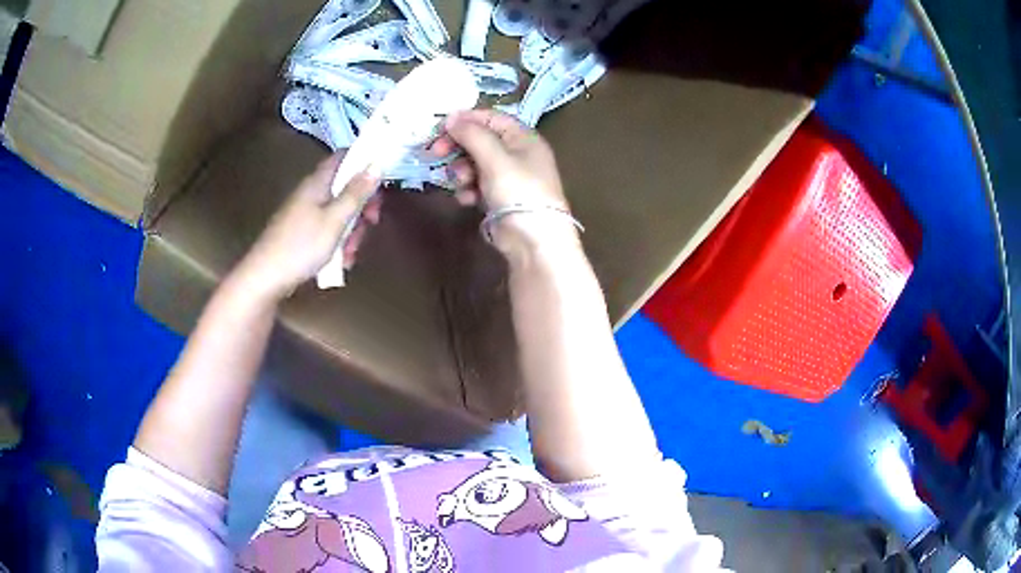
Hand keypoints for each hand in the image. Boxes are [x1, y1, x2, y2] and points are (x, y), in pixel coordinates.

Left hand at [233, 154, 381, 301]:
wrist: (265, 278)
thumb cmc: (301, 247)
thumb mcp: (335, 220)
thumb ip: (356, 193)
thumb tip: (376, 164)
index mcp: (317, 183)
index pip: (344, 157)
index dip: (364, 163)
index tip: (380, 182)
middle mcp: (311, 193)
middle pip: (345, 188)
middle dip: (362, 206)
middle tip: (371, 223)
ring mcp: (305, 214)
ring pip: (339, 213)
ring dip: (351, 231)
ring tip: (350, 253)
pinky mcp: (302, 233)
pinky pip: (328, 230)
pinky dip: (338, 242)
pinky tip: (340, 261)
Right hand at [430, 110, 578, 256]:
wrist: (533, 240)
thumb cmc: (519, 192)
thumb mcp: (495, 158)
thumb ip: (472, 135)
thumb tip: (451, 117)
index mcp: (523, 138)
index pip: (491, 118)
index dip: (466, 119)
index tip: (440, 127)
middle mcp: (517, 154)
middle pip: (480, 140)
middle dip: (458, 147)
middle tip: (435, 153)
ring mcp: (507, 177)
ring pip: (474, 164)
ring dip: (461, 171)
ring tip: (461, 182)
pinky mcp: (498, 197)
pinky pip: (476, 185)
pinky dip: (468, 189)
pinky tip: (467, 199)